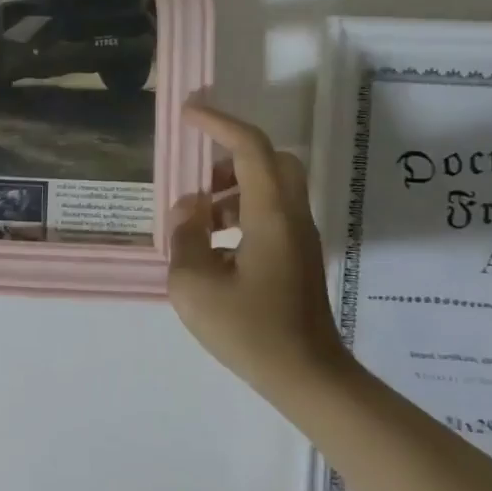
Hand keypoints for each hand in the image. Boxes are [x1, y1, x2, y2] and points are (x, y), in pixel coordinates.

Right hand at [167, 102, 352, 394]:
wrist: (306, 377)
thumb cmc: (249, 331)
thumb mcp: (193, 285)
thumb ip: (185, 238)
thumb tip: (190, 211)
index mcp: (270, 216)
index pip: (251, 149)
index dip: (219, 123)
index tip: (189, 113)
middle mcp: (292, 218)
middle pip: (272, 161)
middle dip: (232, 157)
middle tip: (198, 179)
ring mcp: (300, 238)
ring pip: (272, 188)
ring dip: (233, 190)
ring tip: (197, 221)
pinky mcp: (298, 258)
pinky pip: (270, 214)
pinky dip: (241, 214)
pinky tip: (214, 248)